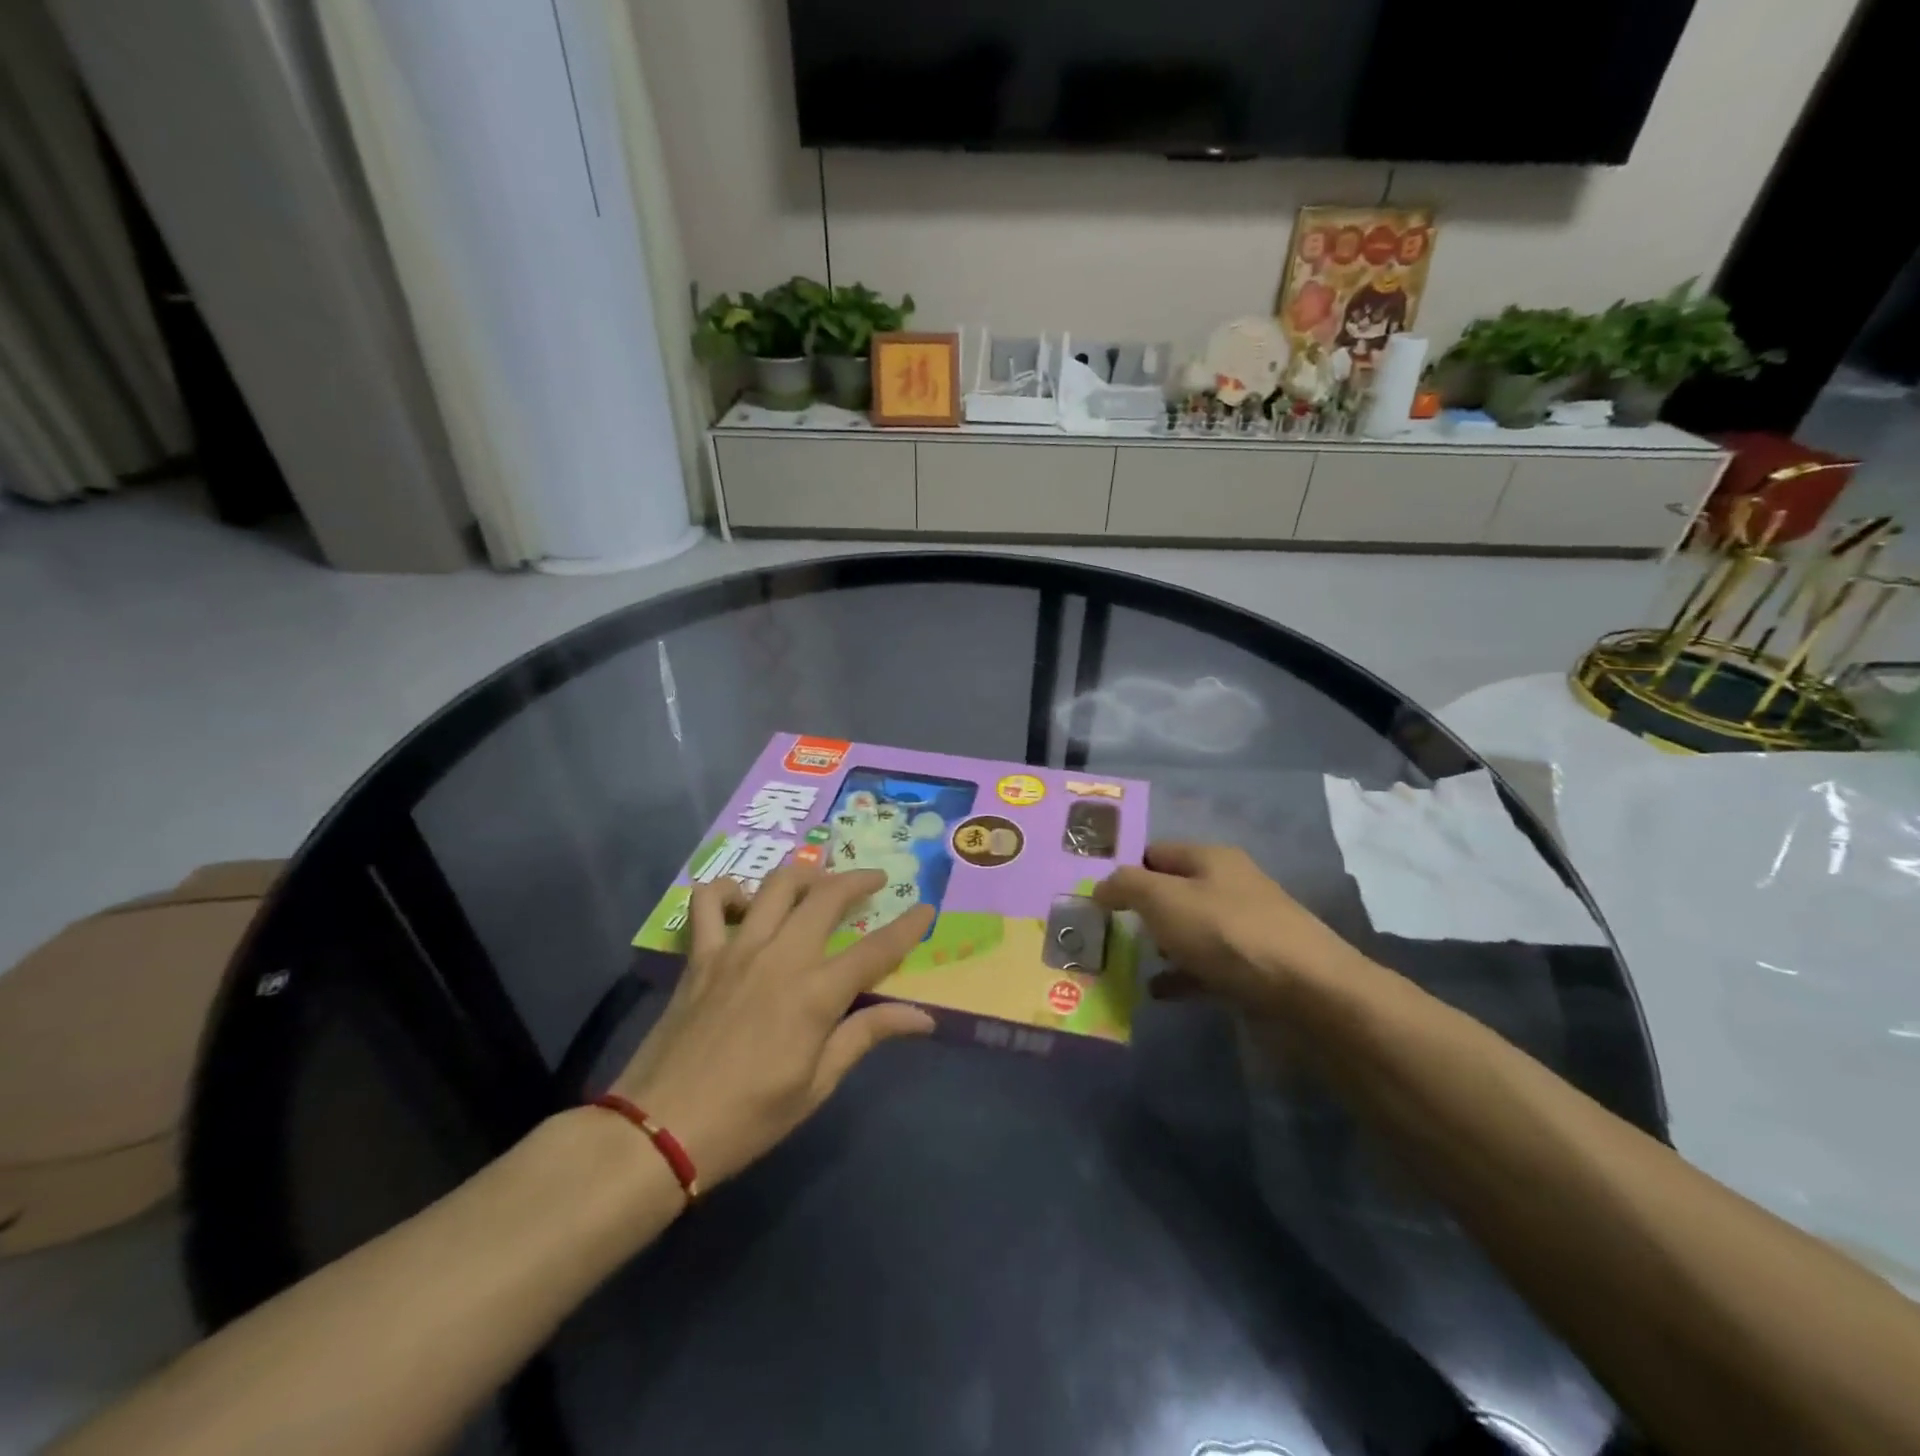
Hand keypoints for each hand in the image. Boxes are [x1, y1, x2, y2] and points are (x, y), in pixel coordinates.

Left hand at [610, 864, 935, 1187]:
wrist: (660, 1131)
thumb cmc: (748, 1118)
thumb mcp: (817, 1085)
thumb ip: (866, 1036)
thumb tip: (922, 1017)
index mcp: (815, 994)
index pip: (876, 950)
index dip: (908, 927)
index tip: (926, 909)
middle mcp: (780, 957)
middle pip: (827, 897)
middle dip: (858, 881)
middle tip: (875, 880)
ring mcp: (736, 950)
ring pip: (777, 885)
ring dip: (805, 872)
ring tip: (820, 877)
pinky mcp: (700, 955)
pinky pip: (709, 902)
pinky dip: (728, 891)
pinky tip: (743, 902)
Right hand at [1093, 842, 1350, 1007]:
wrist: (1309, 993)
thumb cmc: (1228, 934)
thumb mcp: (1164, 899)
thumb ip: (1126, 886)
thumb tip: (1100, 886)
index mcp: (1211, 859)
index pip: (1155, 852)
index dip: (1125, 870)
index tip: (1096, 898)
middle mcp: (1229, 886)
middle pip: (1173, 891)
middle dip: (1140, 911)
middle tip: (1105, 932)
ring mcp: (1244, 929)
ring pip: (1188, 930)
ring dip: (1159, 945)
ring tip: (1125, 963)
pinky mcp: (1253, 968)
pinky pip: (1205, 967)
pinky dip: (1180, 977)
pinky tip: (1157, 993)